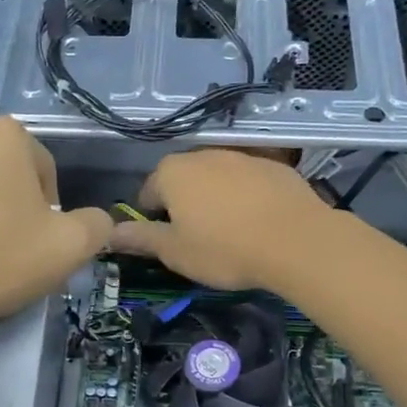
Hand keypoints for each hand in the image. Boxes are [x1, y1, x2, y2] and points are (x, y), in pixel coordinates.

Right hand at [107, 149, 330, 290]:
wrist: (296, 241)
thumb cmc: (224, 249)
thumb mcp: (175, 252)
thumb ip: (141, 238)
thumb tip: (111, 233)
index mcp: (172, 173)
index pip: (148, 193)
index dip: (153, 220)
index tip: (168, 243)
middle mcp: (203, 154)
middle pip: (183, 181)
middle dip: (185, 205)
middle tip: (198, 239)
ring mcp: (241, 156)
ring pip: (217, 179)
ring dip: (216, 199)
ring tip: (231, 232)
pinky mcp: (274, 166)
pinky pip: (248, 182)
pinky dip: (246, 197)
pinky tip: (258, 223)